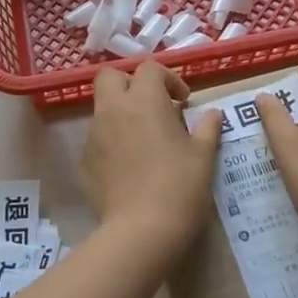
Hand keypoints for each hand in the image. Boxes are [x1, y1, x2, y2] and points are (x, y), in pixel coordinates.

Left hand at [82, 63, 222, 250]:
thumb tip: (212, 115)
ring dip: (121, 114)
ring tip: (143, 139)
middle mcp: (113, 110)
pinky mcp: (85, 162)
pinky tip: (130, 166)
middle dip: (130, 84)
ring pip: (102, 109)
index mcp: (144, 100)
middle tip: (153, 106)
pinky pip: (97, 139)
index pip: (150, 69)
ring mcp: (94, 136)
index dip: (168, 79)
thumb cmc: (180, 185)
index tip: (183, 101)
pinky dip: (112, 142)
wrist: (142, 229)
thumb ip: (207, 128)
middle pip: (110, 77)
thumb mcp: (204, 155)